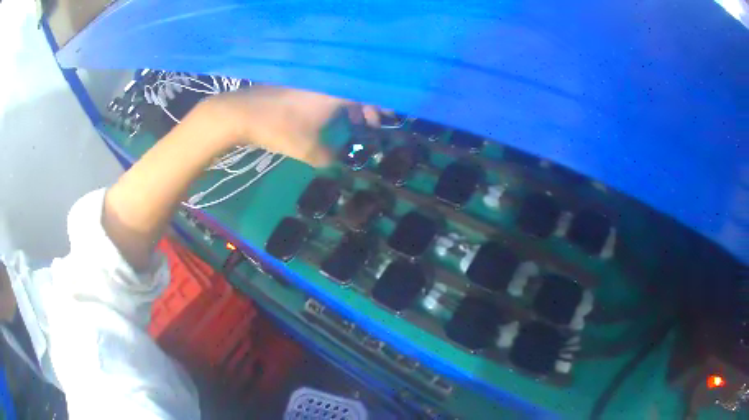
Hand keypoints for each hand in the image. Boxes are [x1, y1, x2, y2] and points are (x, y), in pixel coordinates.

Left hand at [196, 86, 381, 167]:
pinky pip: (326, 89)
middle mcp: (328, 81)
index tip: (390, 118)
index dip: (382, 106)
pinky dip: (334, 101)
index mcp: (336, 92)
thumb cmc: (279, 128)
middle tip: (371, 125)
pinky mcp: (298, 82)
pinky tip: (328, 116)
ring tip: (353, 122)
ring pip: (341, 89)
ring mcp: (312, 79)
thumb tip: (338, 161)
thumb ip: (329, 157)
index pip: (369, 94)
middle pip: (357, 89)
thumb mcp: (308, 150)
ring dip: (350, 104)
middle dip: (368, 106)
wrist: (242, 113)